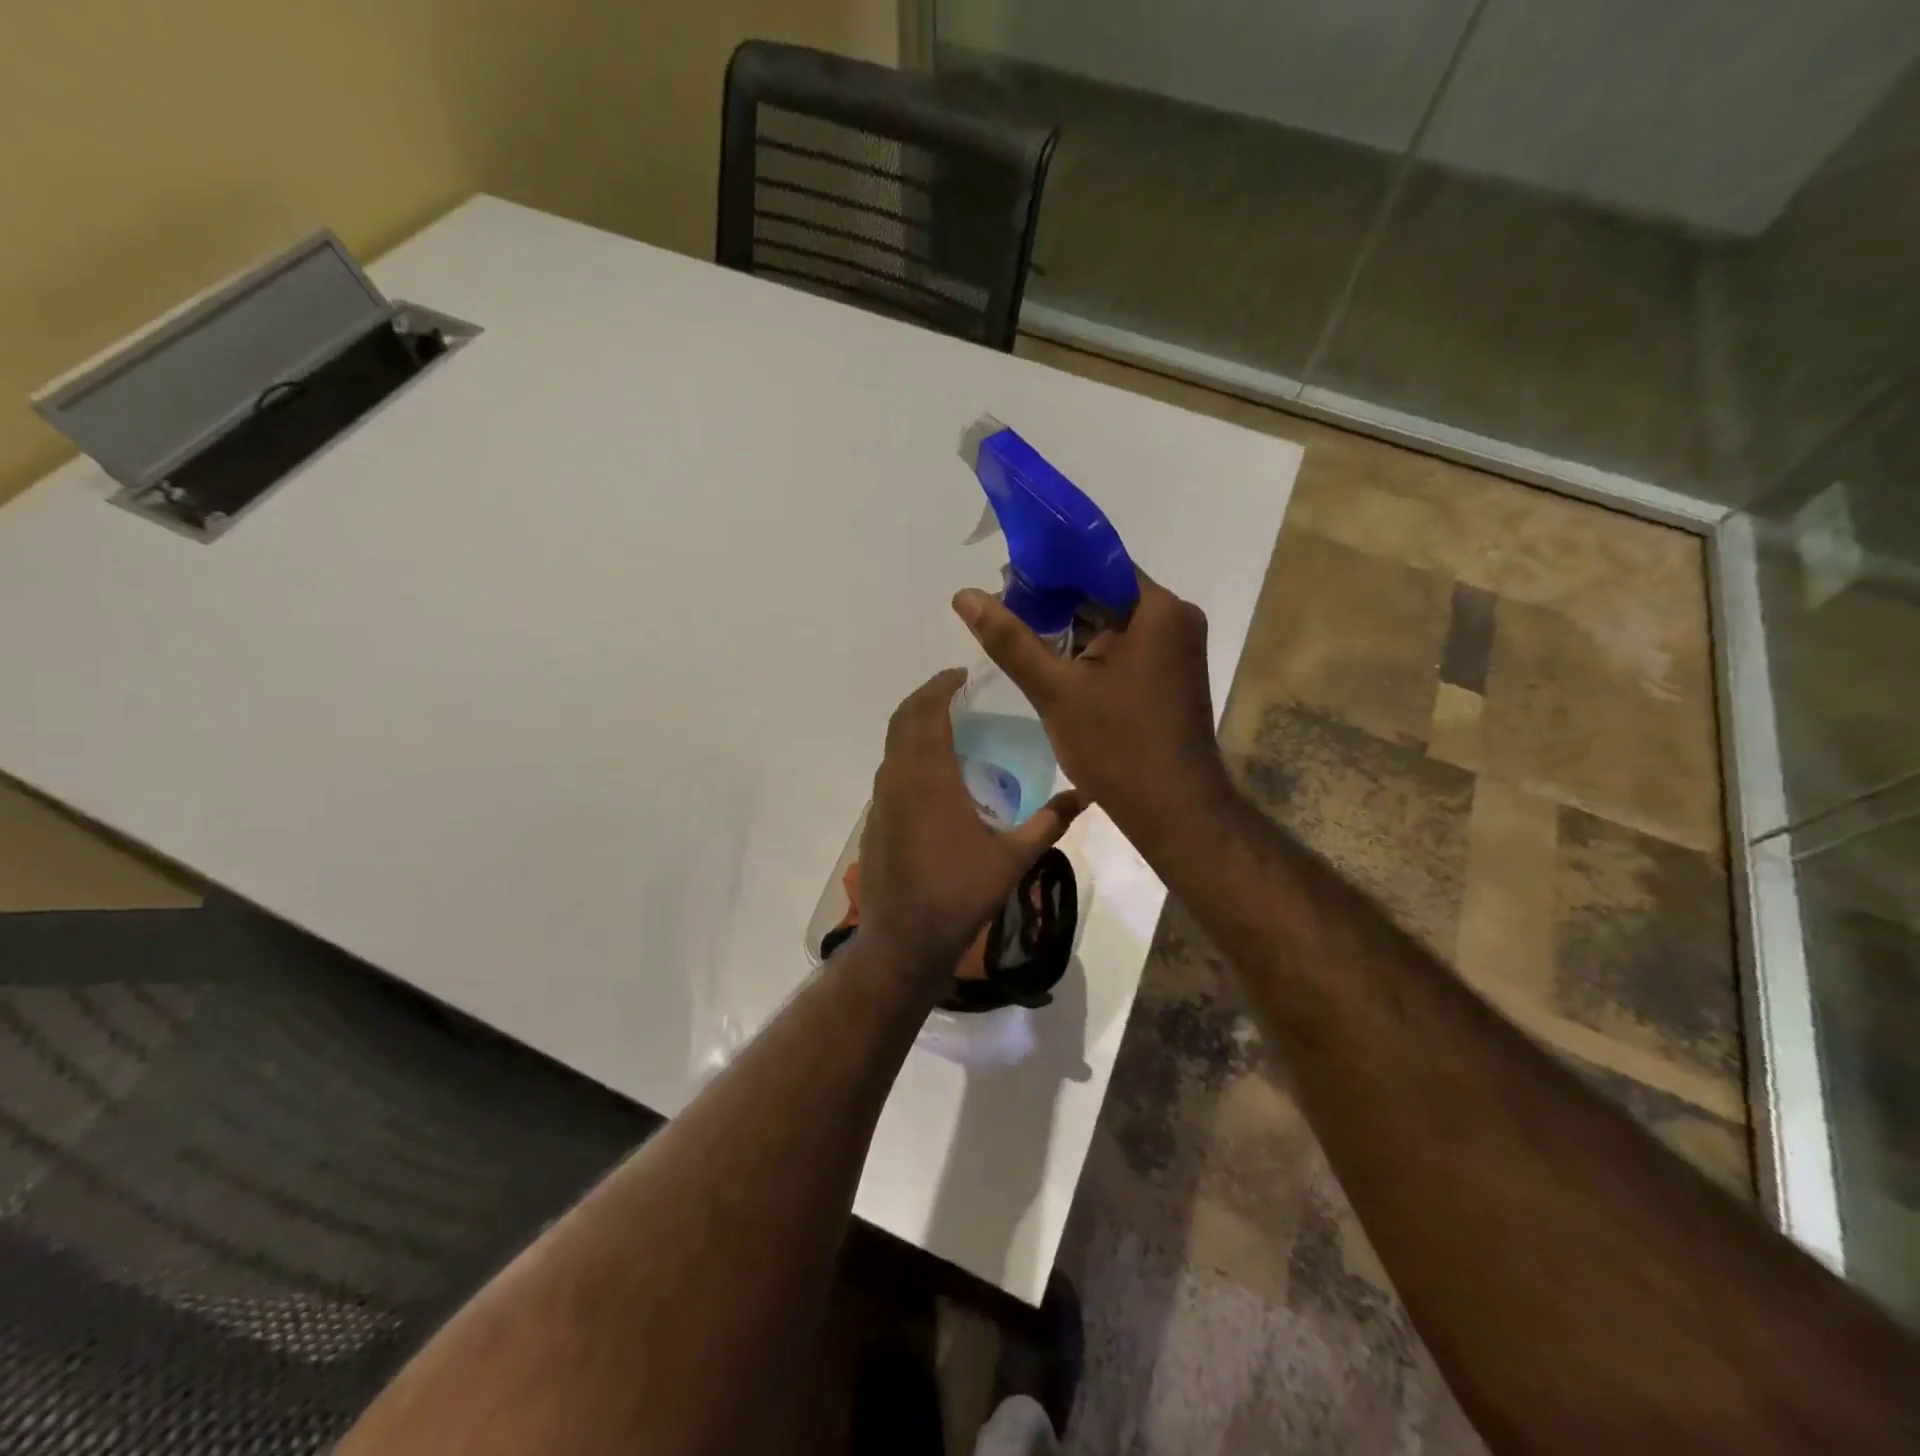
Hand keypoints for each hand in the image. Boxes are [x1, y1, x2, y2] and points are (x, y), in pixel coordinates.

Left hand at [857, 668, 1081, 984]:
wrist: (904, 939)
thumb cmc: (959, 894)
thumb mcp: (1013, 858)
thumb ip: (1050, 822)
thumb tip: (1088, 795)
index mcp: (929, 777)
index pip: (926, 711)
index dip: (941, 686)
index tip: (963, 675)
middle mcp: (898, 778)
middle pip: (903, 719)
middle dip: (926, 697)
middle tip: (957, 693)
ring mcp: (881, 800)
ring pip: (892, 744)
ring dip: (914, 725)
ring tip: (948, 727)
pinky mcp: (875, 820)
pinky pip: (890, 770)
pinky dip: (907, 753)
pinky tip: (934, 776)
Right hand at [952, 569, 1229, 845]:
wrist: (1173, 810)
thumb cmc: (1117, 747)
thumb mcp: (1056, 690)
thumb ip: (1010, 640)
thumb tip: (964, 595)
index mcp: (1157, 610)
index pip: (1097, 563)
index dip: (1049, 564)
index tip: (1006, 576)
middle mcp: (1174, 618)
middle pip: (1103, 591)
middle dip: (1053, 598)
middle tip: (1001, 607)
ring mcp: (1174, 647)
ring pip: (1111, 620)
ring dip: (1068, 626)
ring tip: (1016, 632)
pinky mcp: (1169, 672)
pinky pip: (1122, 645)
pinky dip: (1089, 649)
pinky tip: (1051, 659)